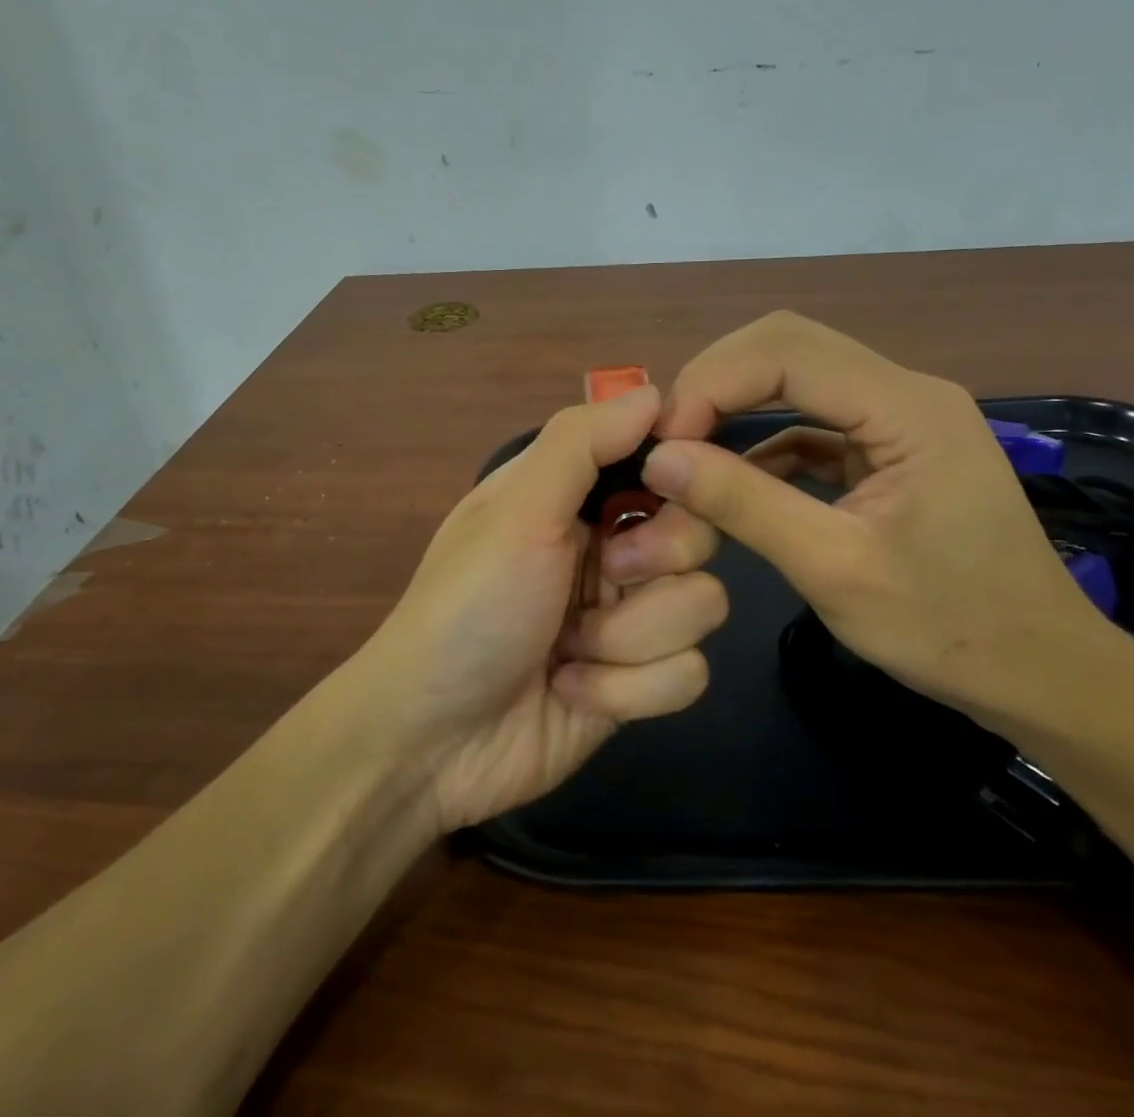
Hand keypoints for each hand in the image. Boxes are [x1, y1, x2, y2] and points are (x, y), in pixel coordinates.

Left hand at [356, 385, 726, 832]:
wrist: (432, 742)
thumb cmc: (467, 608)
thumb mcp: (515, 512)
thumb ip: (580, 443)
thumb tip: (656, 391)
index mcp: (577, 496)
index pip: (661, 459)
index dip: (682, 465)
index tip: (679, 481)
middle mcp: (611, 547)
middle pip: (699, 532)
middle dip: (654, 561)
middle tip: (608, 574)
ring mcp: (630, 618)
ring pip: (702, 605)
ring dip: (628, 639)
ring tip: (565, 650)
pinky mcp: (641, 683)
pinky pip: (688, 674)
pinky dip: (626, 690)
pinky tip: (570, 690)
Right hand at [636, 311, 1133, 733]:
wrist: (1040, 675)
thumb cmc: (949, 628)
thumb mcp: (835, 569)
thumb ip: (745, 505)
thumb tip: (660, 459)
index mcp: (907, 407)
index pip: (786, 349)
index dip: (712, 382)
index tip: (664, 442)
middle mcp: (904, 391)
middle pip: (787, 347)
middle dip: (716, 385)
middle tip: (667, 442)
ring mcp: (897, 416)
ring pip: (794, 378)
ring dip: (733, 409)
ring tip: (686, 456)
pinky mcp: (887, 446)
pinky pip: (810, 421)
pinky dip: (761, 443)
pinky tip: (731, 479)